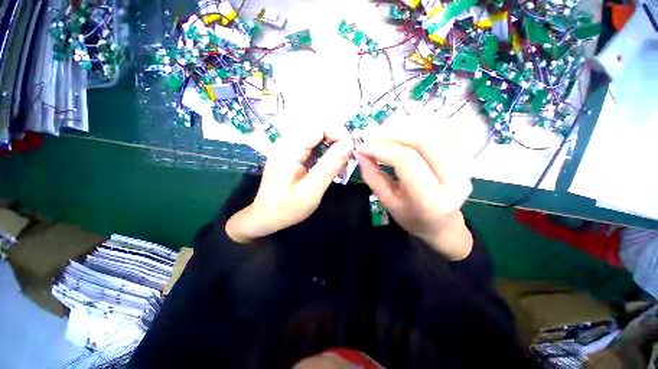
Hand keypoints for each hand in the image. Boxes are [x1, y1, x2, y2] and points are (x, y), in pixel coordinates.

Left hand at [226, 131, 352, 243]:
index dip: (338, 134)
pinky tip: (331, 164)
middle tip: (349, 157)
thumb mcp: (312, 189)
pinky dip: (324, 153)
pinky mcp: (291, 155)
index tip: (352, 149)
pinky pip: (311, 147)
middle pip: (317, 130)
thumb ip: (330, 165)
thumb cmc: (287, 208)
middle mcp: (287, 143)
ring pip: (316, 138)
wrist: (265, 217)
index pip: (318, 128)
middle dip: (336, 140)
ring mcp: (288, 148)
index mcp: (289, 150)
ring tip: (343, 162)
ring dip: (332, 146)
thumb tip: (349, 144)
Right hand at [356, 126, 473, 259]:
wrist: (442, 224)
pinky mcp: (466, 158)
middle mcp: (454, 179)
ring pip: (433, 131)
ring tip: (383, 134)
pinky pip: (442, 132)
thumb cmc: (411, 217)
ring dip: (404, 128)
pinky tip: (402, 134)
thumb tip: (361, 153)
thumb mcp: (387, 202)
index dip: (381, 148)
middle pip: (422, 140)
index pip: (406, 160)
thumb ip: (372, 177)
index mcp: (431, 198)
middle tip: (370, 136)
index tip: (361, 146)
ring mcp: (465, 166)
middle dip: (391, 134)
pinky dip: (419, 128)